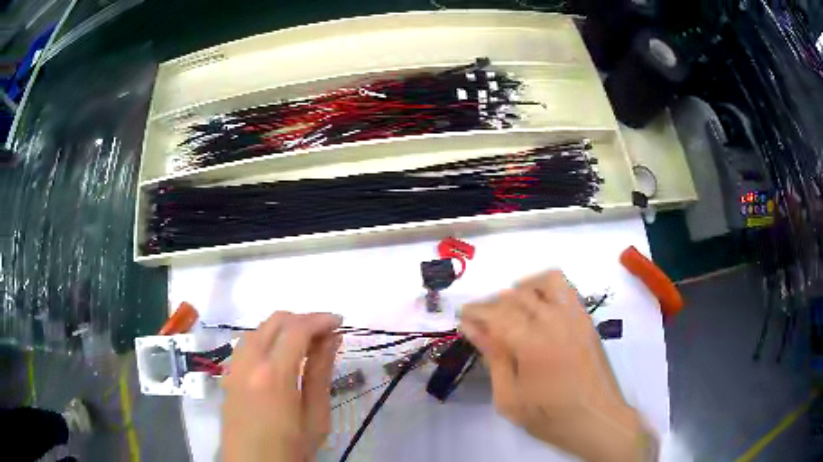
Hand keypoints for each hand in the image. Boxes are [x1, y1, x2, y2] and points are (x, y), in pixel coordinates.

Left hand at [221, 312, 342, 461]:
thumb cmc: (290, 448)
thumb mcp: (315, 417)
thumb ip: (320, 374)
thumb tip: (331, 339)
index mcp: (273, 375)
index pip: (297, 330)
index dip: (320, 320)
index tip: (340, 322)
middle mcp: (249, 362)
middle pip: (275, 321)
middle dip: (303, 319)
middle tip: (326, 333)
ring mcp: (234, 367)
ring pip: (258, 329)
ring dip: (283, 327)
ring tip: (306, 343)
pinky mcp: (228, 374)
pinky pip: (247, 343)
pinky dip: (267, 338)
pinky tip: (279, 355)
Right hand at [459, 271, 654, 460]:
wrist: (597, 419)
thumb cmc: (551, 416)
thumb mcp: (510, 399)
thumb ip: (494, 359)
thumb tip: (473, 329)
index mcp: (532, 344)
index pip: (496, 314)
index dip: (476, 312)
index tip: (463, 318)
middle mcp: (554, 321)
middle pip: (516, 297)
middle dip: (492, 305)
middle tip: (481, 322)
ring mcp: (574, 317)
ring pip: (543, 282)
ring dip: (521, 290)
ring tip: (510, 308)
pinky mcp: (586, 319)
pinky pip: (566, 288)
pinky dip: (547, 286)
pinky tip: (537, 304)